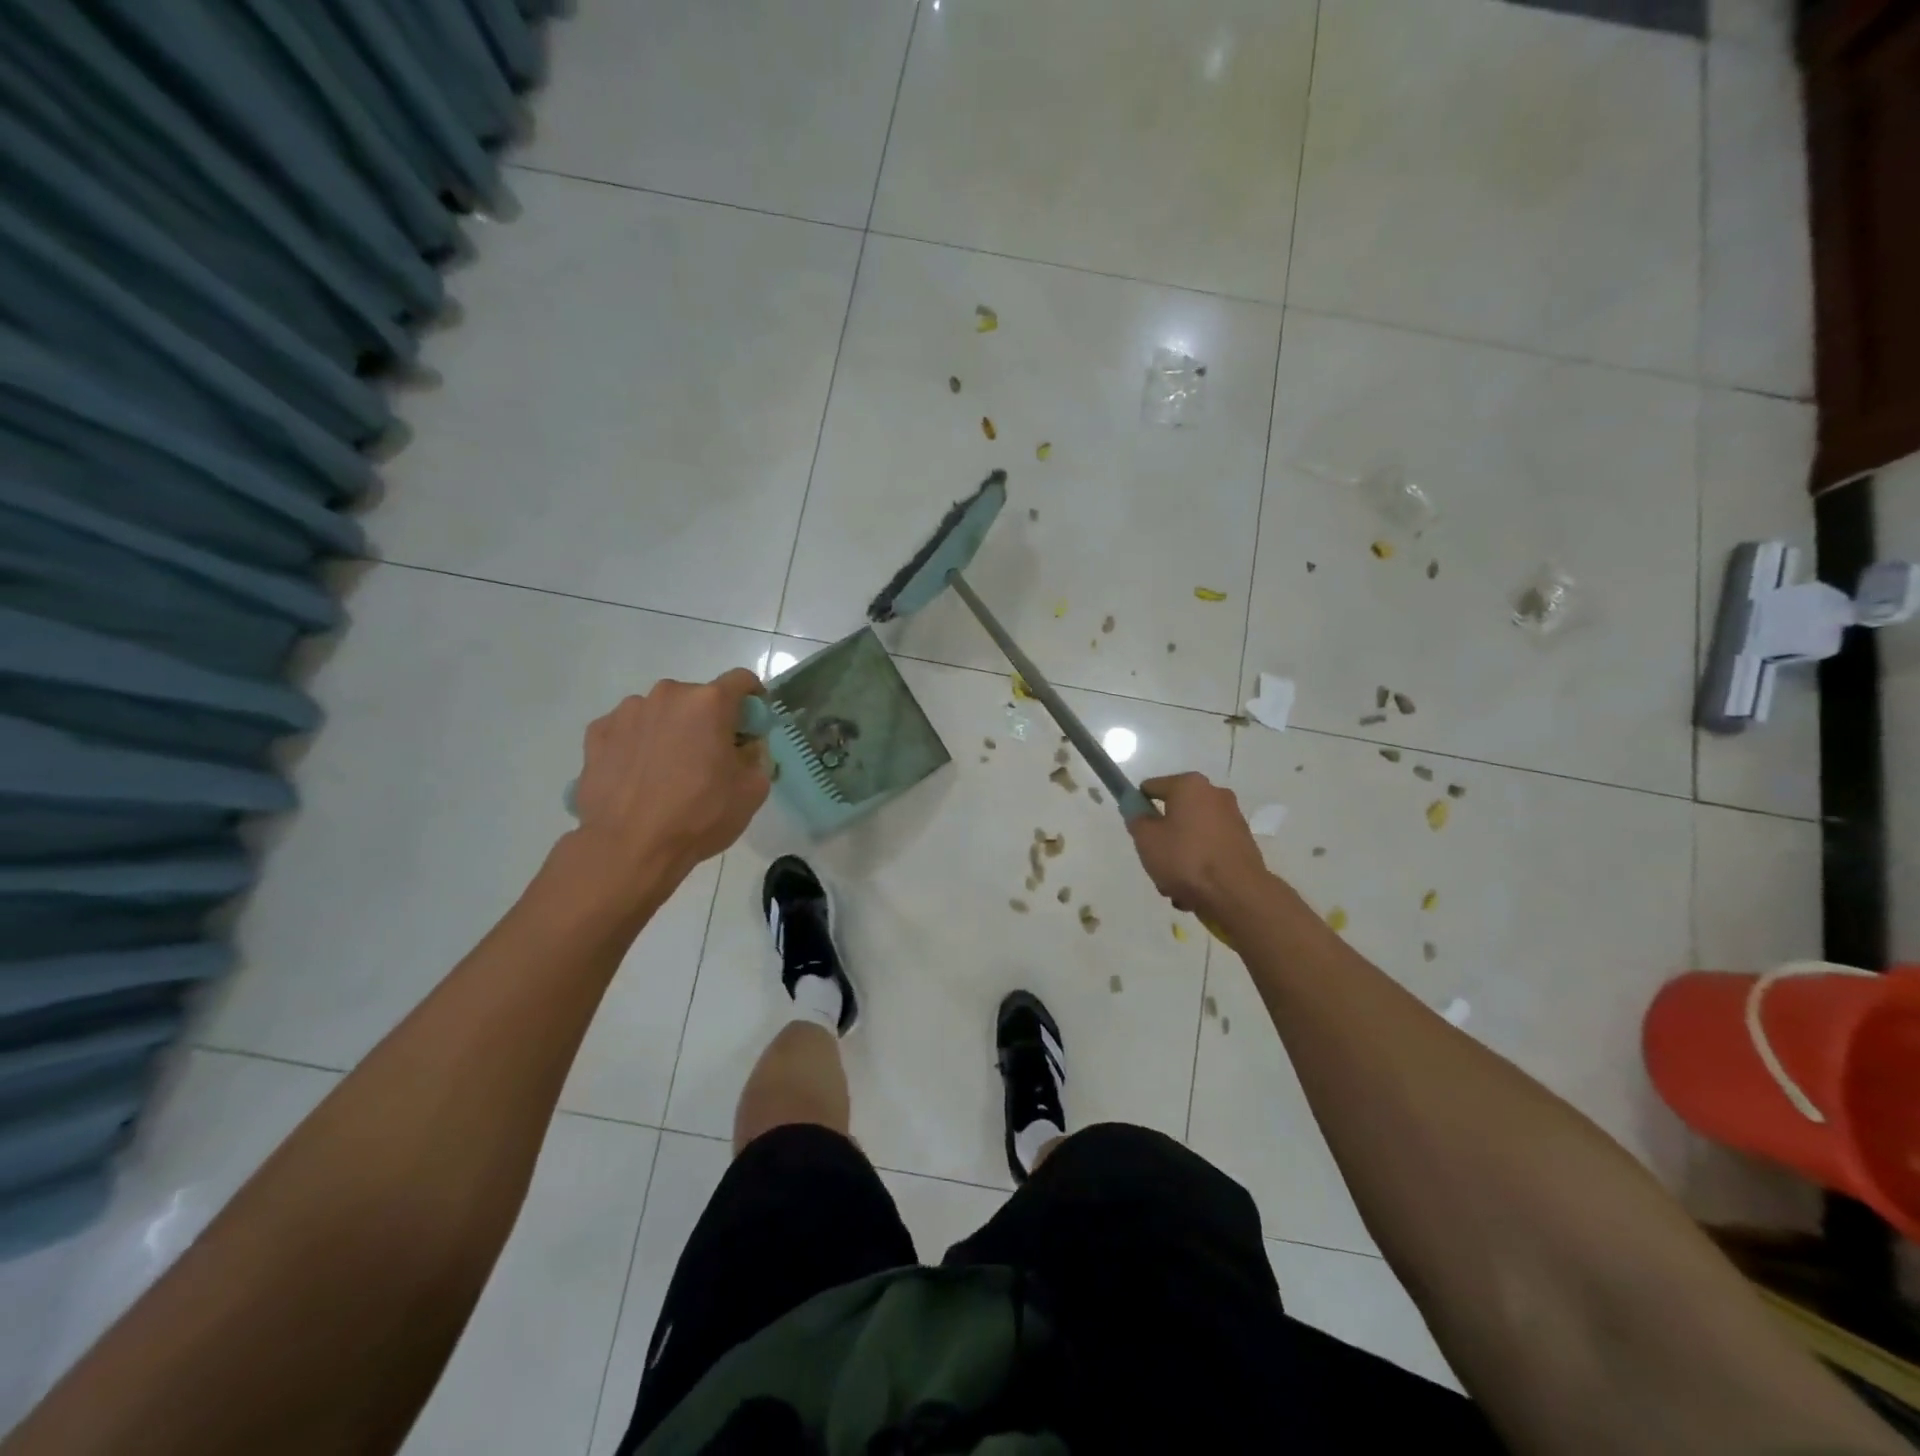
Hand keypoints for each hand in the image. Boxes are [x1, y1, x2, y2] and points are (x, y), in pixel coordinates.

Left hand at [571, 669, 770, 888]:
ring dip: (671, 730)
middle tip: (710, 757)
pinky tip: (639, 776)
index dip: (753, 698)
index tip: (752, 723)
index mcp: (709, 703)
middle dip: (708, 720)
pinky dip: (638, 744)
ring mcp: (627, 712)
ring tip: (668, 770)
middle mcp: (667, 695)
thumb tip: (745, 746)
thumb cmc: (699, 815)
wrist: (629, 847)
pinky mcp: (597, 733)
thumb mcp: (753, 790)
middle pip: (698, 698)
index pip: (742, 681)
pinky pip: (628, 730)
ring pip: (661, 712)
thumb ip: (757, 756)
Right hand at [1128, 773, 1272, 920]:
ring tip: (1174, 884)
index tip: (1137, 832)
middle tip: (1155, 861)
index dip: (1139, 808)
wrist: (1237, 894)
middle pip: (1174, 814)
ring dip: (1180, 857)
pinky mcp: (1243, 843)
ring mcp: (1232, 819)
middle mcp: (1214, 794)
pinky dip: (1200, 865)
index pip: (1152, 788)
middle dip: (1163, 838)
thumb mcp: (1146, 839)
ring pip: (1192, 836)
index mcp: (1190, 785)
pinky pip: (1210, 850)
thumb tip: (1136, 808)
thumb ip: (1136, 819)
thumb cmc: (1185, 859)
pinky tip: (1194, 890)